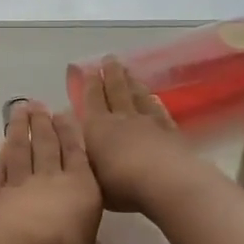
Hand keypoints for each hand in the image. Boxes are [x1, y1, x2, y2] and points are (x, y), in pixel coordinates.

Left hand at [0, 100, 164, 243]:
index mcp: (81, 190)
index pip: (78, 155)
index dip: (72, 134)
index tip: (65, 112)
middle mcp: (51, 178)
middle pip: (48, 145)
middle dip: (45, 124)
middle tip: (38, 103)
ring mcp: (20, 182)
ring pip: (22, 149)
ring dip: (20, 129)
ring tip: (19, 110)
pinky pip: (0, 168)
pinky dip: (1, 155)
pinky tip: (0, 147)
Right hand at [79, 57, 203, 213]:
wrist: (167, 184)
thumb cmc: (121, 185)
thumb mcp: (90, 176)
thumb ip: (82, 155)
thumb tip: (72, 135)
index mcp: (98, 127)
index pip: (92, 100)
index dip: (89, 84)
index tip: (88, 69)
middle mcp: (122, 119)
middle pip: (116, 90)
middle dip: (111, 74)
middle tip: (109, 58)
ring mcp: (149, 123)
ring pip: (138, 96)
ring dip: (132, 82)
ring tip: (128, 71)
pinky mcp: (171, 132)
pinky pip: (160, 111)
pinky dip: (155, 102)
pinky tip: (155, 97)